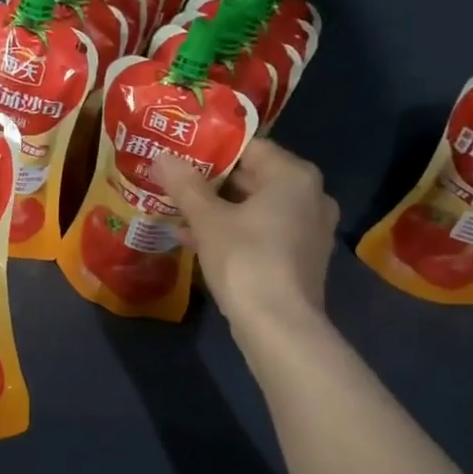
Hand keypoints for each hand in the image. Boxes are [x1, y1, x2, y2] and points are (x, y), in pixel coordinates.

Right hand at [155, 141, 338, 337]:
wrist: (278, 326)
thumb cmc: (245, 259)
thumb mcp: (208, 220)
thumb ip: (185, 186)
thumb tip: (161, 156)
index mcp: (294, 176)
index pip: (250, 147)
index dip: (212, 149)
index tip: (181, 153)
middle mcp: (311, 197)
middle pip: (254, 178)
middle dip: (212, 182)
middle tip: (175, 180)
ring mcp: (309, 230)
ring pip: (256, 209)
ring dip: (218, 210)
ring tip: (177, 210)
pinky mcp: (301, 259)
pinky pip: (263, 233)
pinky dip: (234, 233)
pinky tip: (194, 240)